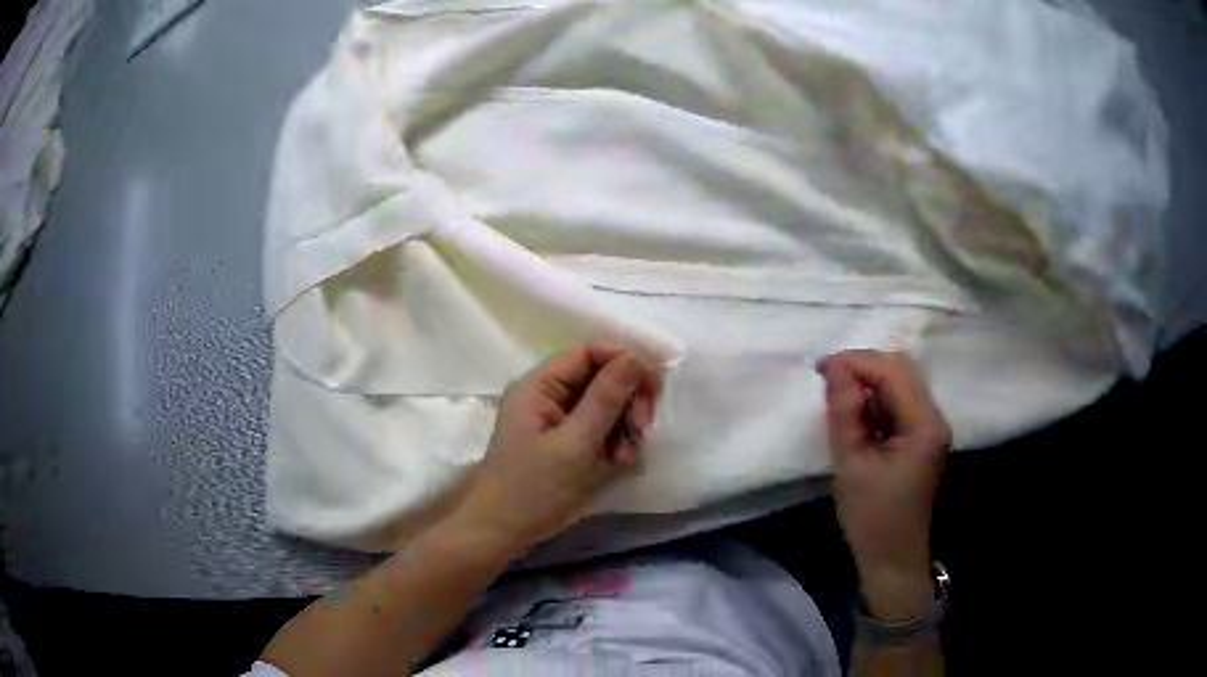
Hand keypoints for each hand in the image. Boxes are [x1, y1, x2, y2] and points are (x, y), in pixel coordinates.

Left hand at [451, 343, 660, 553]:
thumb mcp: (574, 444)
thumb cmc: (532, 489)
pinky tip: (620, 461)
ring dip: (625, 424)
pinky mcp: (567, 440)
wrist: (502, 532)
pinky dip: (616, 440)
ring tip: (627, 455)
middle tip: (643, 429)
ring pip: (606, 403)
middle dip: (628, 399)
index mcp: (540, 385)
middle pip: (602, 376)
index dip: (625, 361)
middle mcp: (549, 394)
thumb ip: (605, 399)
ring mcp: (558, 418)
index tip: (653, 388)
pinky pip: (601, 427)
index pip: (590, 352)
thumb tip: (635, 357)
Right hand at [818, 350, 951, 620]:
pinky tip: (856, 418)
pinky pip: (898, 404)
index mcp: (924, 425)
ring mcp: (930, 428)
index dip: (856, 362)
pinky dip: (875, 402)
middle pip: (902, 370)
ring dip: (869, 384)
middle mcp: (934, 419)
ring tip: (838, 400)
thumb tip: (834, 368)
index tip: (820, 369)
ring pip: (900, 384)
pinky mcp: (921, 438)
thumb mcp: (850, 466)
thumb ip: (844, 413)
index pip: (893, 372)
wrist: (893, 560)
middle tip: (827, 381)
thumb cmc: (872, 519)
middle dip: (863, 367)